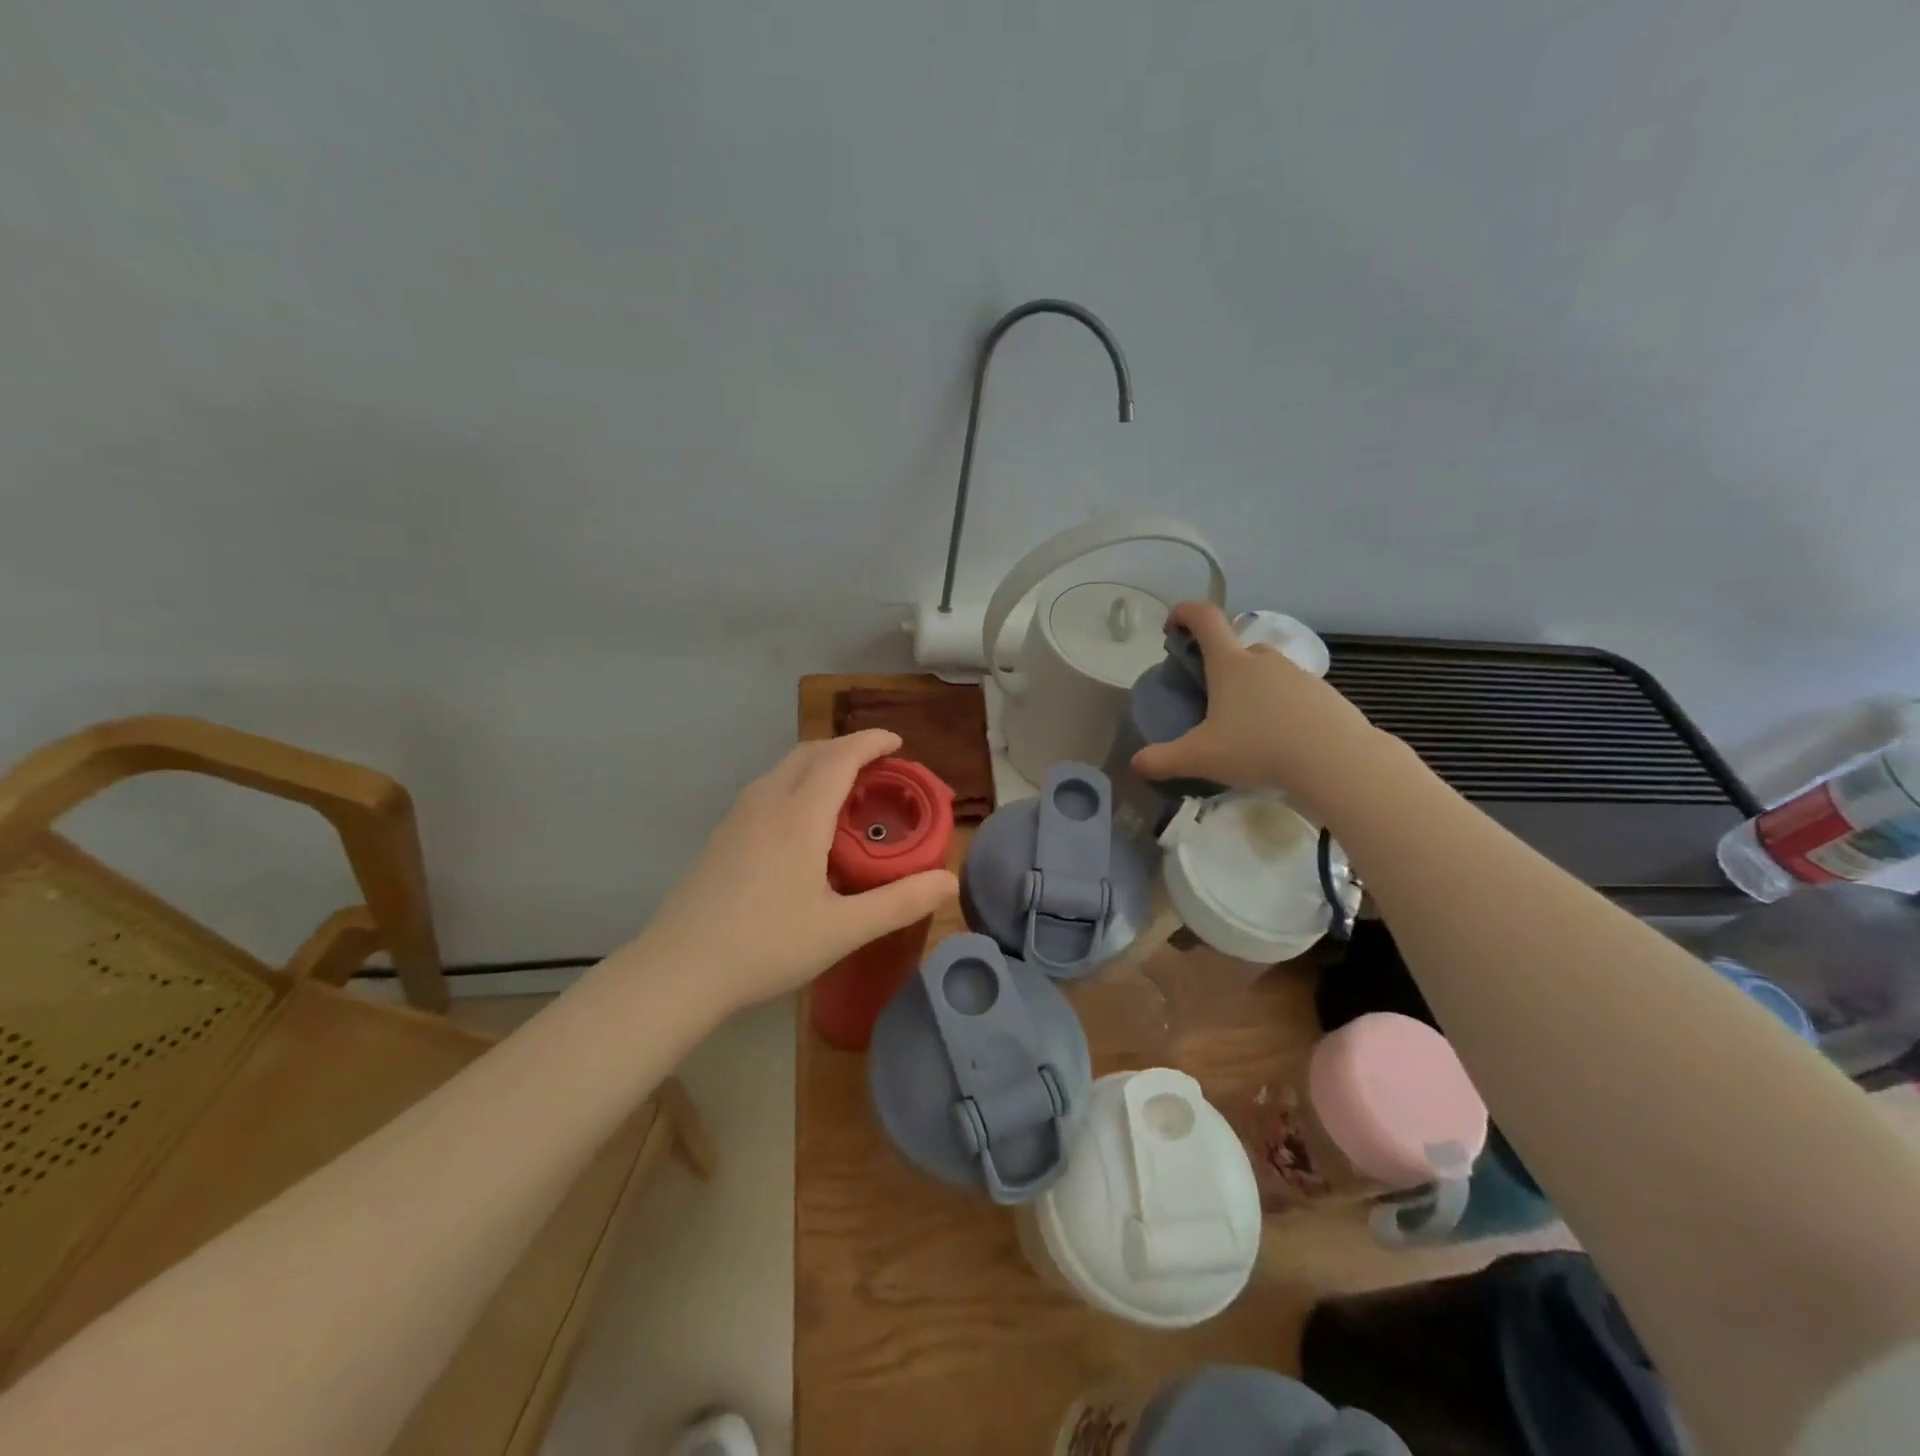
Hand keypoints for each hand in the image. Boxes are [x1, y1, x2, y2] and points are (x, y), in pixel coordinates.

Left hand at [638, 731, 957, 1011]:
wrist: (678, 970)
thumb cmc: (766, 945)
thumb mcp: (843, 929)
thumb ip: (899, 902)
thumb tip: (950, 882)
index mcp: (799, 815)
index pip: (840, 757)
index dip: (871, 742)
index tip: (897, 741)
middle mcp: (766, 802)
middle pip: (810, 753)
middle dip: (847, 748)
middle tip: (878, 767)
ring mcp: (737, 817)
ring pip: (784, 769)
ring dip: (819, 764)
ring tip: (845, 791)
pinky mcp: (721, 836)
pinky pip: (767, 789)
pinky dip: (797, 784)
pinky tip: (803, 824)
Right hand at [1131, 601, 1384, 819]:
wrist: (1337, 761)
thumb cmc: (1259, 749)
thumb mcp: (1201, 758)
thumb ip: (1162, 760)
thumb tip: (1135, 764)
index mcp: (1230, 664)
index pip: (1205, 618)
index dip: (1184, 613)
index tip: (1172, 627)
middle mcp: (1264, 660)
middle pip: (1236, 649)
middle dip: (1219, 666)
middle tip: (1210, 699)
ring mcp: (1299, 675)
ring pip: (1267, 671)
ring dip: (1252, 689)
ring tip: (1246, 727)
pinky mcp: (1325, 695)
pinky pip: (1293, 693)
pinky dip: (1281, 708)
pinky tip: (1280, 740)